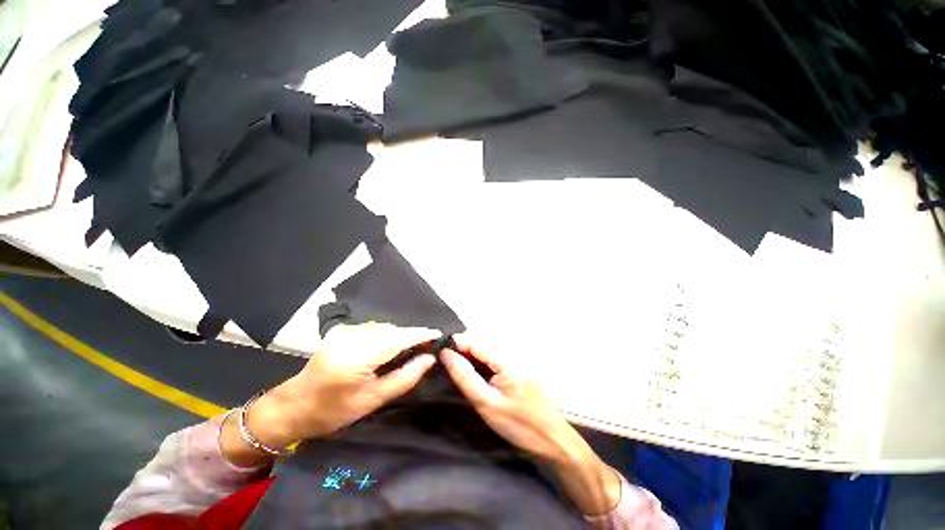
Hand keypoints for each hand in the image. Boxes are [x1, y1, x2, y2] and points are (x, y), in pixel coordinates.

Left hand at [222, 324, 438, 465]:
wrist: (295, 405)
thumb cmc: (334, 411)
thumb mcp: (374, 400)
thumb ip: (405, 377)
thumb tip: (430, 358)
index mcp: (357, 357)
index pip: (398, 339)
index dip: (421, 335)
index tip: (440, 335)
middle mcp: (351, 337)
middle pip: (393, 330)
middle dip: (411, 336)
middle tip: (426, 348)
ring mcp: (345, 330)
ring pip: (384, 328)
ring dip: (399, 336)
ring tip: (409, 350)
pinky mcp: (342, 329)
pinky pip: (373, 328)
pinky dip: (386, 336)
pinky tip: (388, 349)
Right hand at [441, 338, 621, 515]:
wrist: (552, 439)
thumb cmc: (519, 425)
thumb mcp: (486, 403)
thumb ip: (466, 377)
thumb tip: (447, 355)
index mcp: (506, 358)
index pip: (476, 341)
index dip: (456, 343)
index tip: (437, 350)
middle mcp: (512, 353)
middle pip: (481, 343)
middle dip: (462, 349)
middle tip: (444, 362)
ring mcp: (516, 359)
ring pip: (487, 350)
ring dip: (470, 356)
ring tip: (454, 367)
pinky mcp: (517, 367)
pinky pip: (494, 359)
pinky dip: (481, 363)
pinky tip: (472, 373)